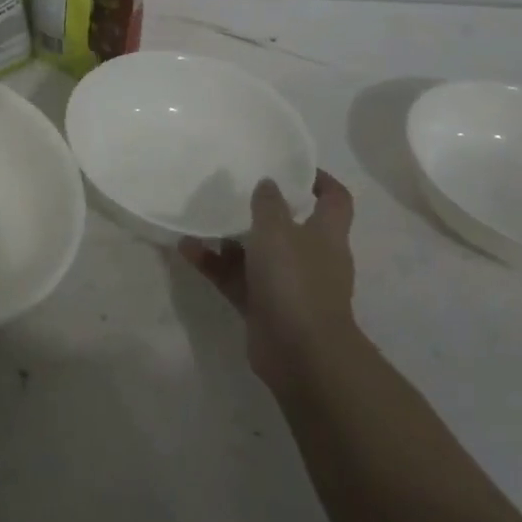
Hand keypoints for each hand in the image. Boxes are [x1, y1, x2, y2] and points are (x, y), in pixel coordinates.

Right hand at [178, 170, 359, 394]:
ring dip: (230, 238)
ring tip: (202, 218)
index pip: (335, 199)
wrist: (300, 353)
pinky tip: (186, 249)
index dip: (320, 181)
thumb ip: (268, 204)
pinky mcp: (263, 307)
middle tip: (234, 190)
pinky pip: (236, 278)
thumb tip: (268, 184)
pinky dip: (214, 265)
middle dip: (262, 210)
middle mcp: (310, 257)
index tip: (294, 168)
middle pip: (290, 226)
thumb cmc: (295, 280)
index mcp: (326, 234)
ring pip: (257, 254)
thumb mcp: (277, 230)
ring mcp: (286, 285)